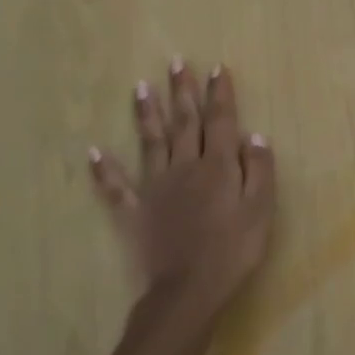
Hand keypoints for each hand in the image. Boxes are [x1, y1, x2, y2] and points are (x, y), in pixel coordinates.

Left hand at [89, 60, 276, 324]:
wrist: (187, 292)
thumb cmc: (232, 251)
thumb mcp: (260, 210)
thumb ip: (258, 169)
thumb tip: (253, 134)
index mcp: (217, 165)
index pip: (220, 120)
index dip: (219, 93)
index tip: (216, 67)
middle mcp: (184, 166)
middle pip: (184, 121)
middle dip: (182, 90)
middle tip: (176, 62)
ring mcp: (155, 187)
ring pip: (151, 141)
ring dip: (146, 113)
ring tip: (141, 87)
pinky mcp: (134, 211)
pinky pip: (115, 187)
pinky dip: (103, 170)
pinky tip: (93, 152)